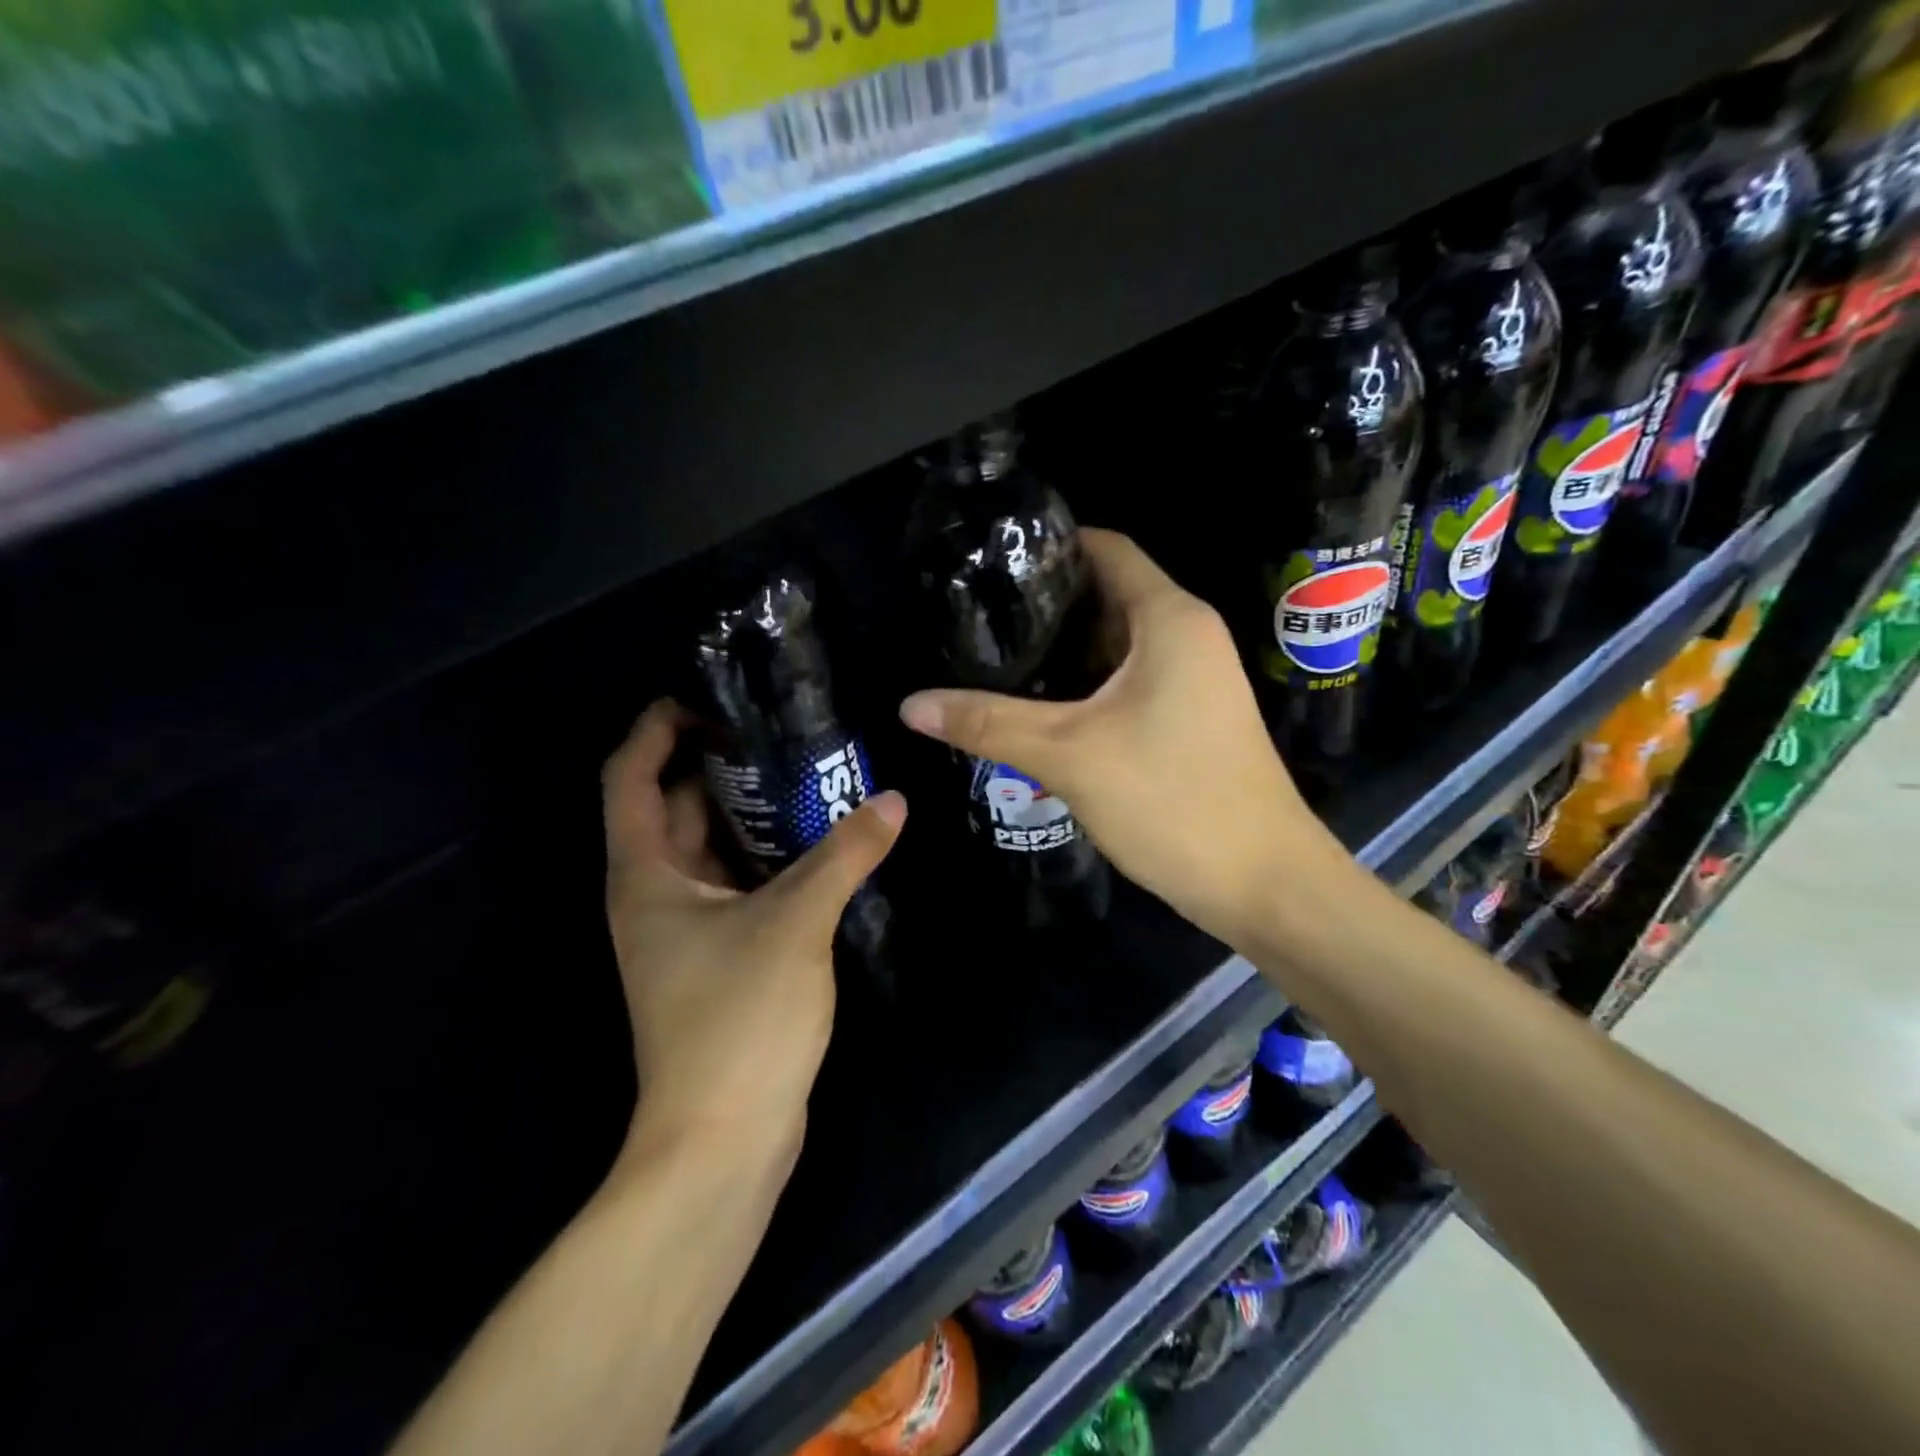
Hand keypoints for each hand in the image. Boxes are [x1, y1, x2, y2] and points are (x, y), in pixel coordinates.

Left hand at [602, 701, 905, 1154]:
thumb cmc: (738, 1020)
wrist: (723, 1139)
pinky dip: (766, 857)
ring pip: (710, 849)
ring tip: (806, 773)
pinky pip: (736, 885)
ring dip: (748, 812)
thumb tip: (891, 801)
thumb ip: (844, 856)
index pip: (631, 777)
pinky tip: (817, 843)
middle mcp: (655, 895)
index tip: (707, 698)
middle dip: (717, 764)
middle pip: (675, 807)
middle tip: (779, 730)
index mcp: (647, 875)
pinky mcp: (716, 958)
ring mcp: (685, 931)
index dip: (657, 729)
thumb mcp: (795, 924)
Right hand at [898, 529, 1348, 946]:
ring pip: (1115, 646)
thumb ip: (988, 723)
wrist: (1263, 884)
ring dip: (1061, 651)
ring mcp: (1193, 681)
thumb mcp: (1069, 756)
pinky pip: (1127, 683)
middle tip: (976, 615)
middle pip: (1107, 595)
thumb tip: (909, 704)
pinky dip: (1084, 686)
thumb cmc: (1172, 800)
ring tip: (992, 656)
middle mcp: (1188, 636)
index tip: (990, 559)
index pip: (1106, 549)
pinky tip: (1037, 707)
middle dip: (1044, 603)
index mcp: (1170, 619)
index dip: (1051, 544)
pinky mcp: (1188, 720)